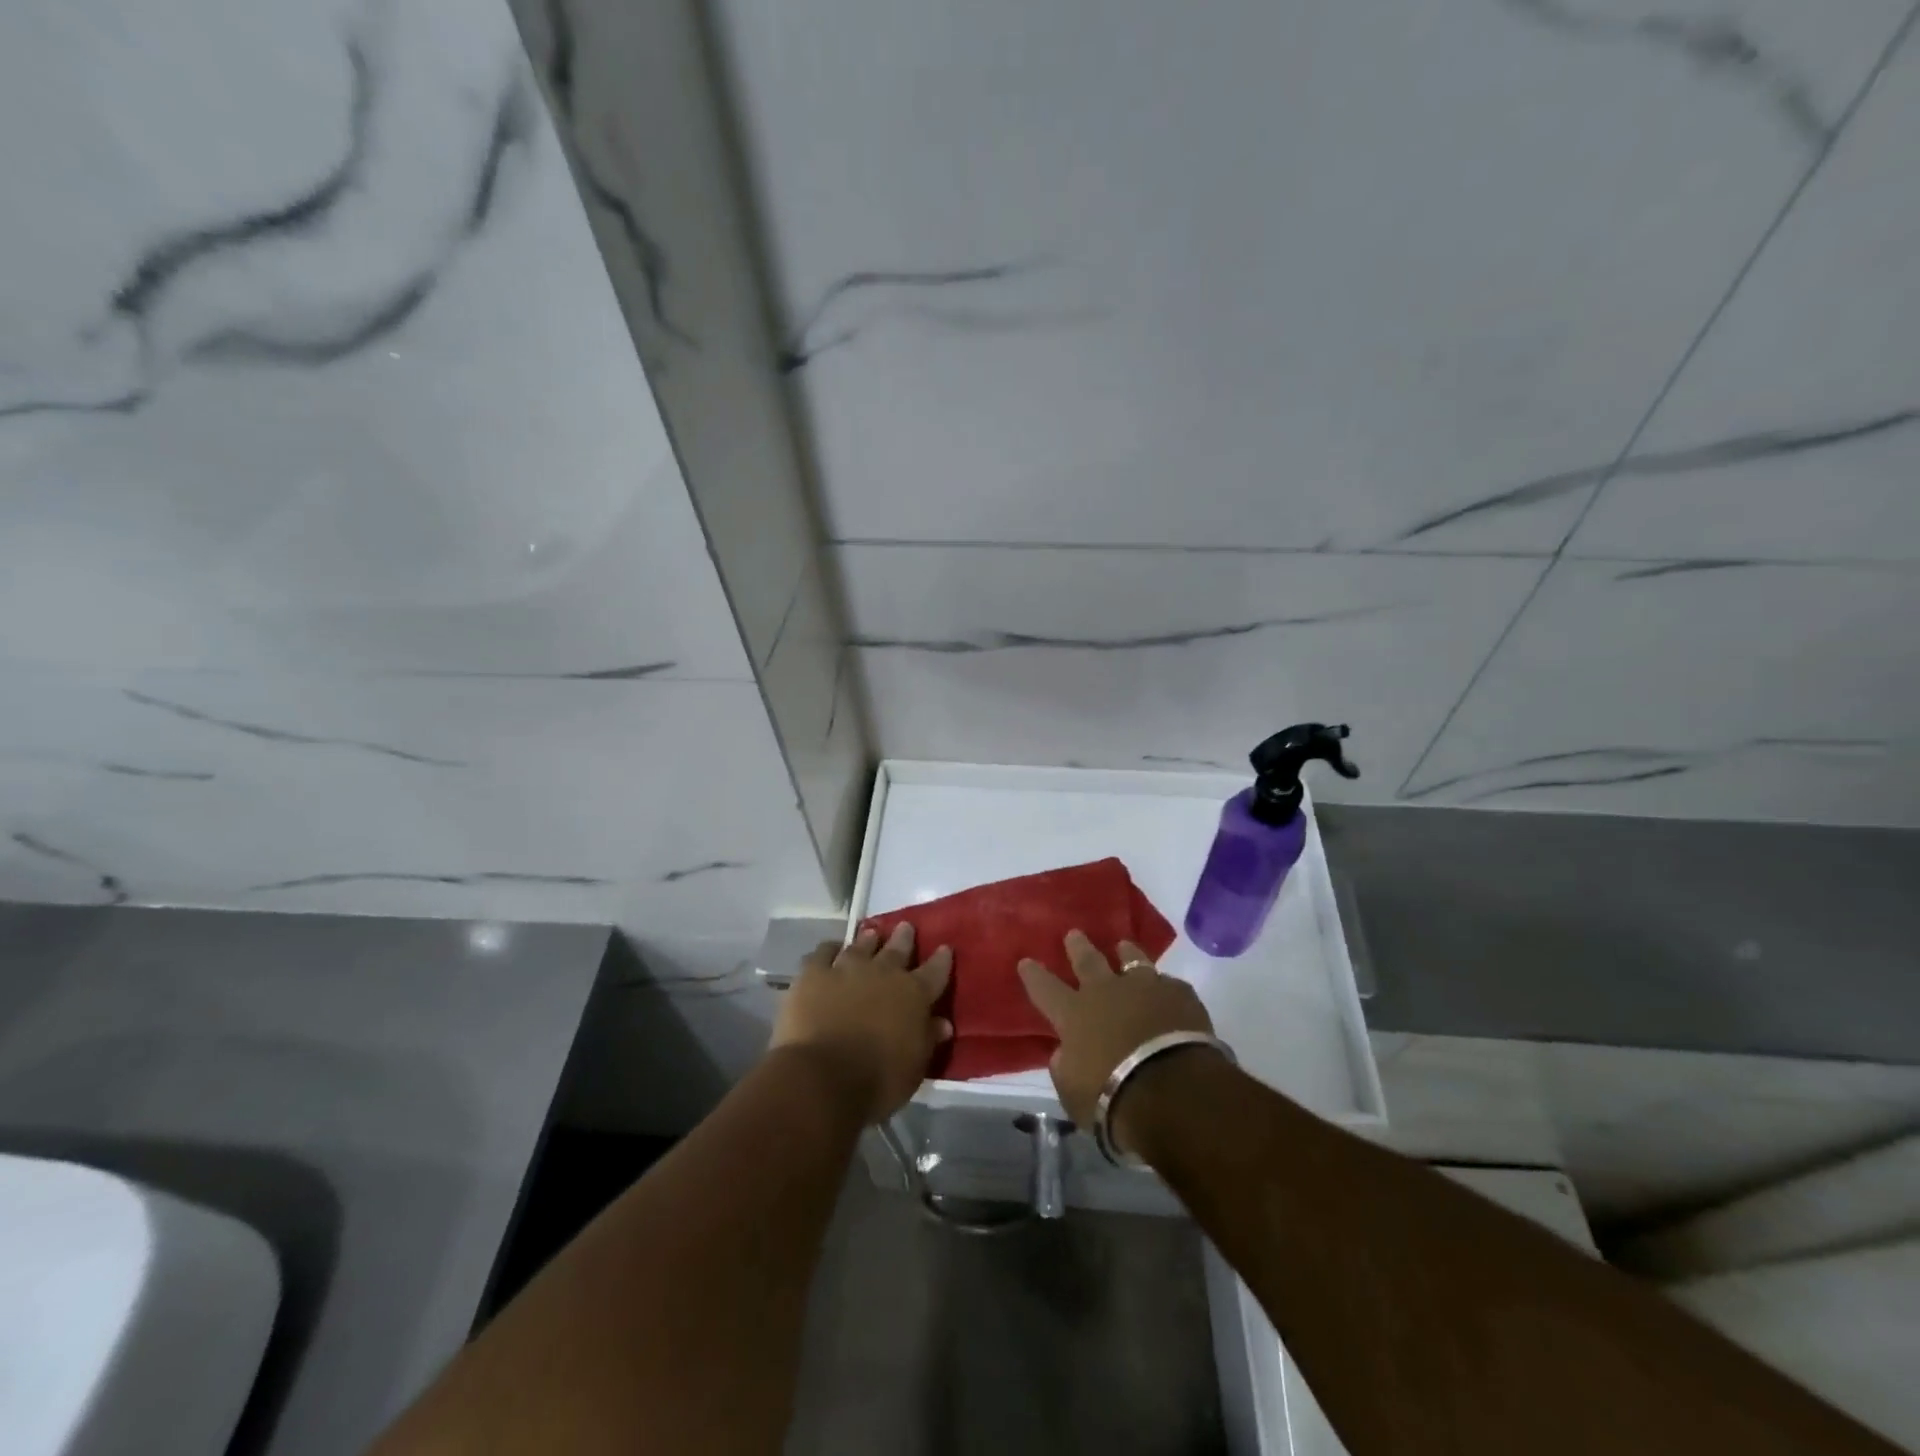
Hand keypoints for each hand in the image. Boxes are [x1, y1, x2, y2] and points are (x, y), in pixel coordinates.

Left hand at [770, 923, 952, 1124]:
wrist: (823, 1077)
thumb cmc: (877, 1081)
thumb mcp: (914, 1067)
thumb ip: (927, 1040)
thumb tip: (942, 1023)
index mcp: (913, 995)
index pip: (934, 971)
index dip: (941, 960)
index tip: (944, 948)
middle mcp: (884, 973)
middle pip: (897, 949)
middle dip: (903, 938)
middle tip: (905, 927)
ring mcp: (847, 969)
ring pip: (861, 946)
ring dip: (868, 939)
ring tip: (871, 933)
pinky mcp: (814, 974)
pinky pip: (822, 953)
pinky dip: (829, 949)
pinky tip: (830, 949)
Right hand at [1017, 931, 1214, 1139]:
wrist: (1173, 1091)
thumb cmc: (1112, 1099)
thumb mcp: (1072, 1091)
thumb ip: (1065, 1065)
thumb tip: (1066, 1051)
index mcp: (1074, 1014)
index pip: (1045, 988)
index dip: (1034, 975)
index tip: (1026, 961)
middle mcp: (1106, 992)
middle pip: (1087, 961)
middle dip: (1078, 947)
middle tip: (1074, 934)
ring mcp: (1145, 988)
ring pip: (1132, 960)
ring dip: (1126, 953)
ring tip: (1124, 946)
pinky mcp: (1179, 995)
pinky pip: (1169, 984)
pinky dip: (1164, 988)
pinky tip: (1168, 991)